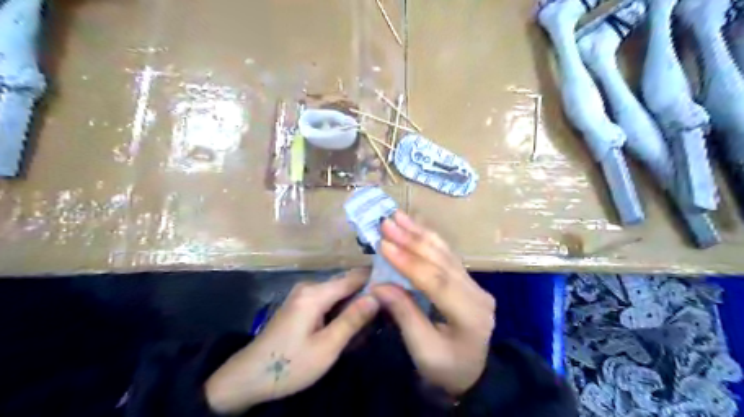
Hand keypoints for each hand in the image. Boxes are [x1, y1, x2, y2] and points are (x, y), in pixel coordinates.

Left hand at [203, 271, 377, 412]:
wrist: (248, 377)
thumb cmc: (289, 365)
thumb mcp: (326, 348)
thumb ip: (352, 320)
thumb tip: (378, 296)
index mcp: (315, 293)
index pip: (354, 276)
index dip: (376, 280)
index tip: (396, 290)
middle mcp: (310, 287)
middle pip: (347, 283)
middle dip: (367, 295)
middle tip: (386, 312)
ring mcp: (304, 294)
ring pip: (339, 292)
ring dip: (355, 305)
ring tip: (372, 322)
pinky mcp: (301, 304)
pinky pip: (329, 300)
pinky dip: (342, 310)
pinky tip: (350, 326)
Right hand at [376, 214, 494, 394]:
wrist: (472, 374)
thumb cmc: (446, 369)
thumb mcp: (423, 351)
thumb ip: (404, 315)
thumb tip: (378, 285)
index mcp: (470, 315)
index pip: (436, 282)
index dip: (408, 262)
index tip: (383, 245)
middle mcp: (477, 293)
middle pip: (442, 261)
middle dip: (412, 240)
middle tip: (387, 222)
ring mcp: (474, 284)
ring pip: (445, 253)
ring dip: (420, 233)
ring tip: (398, 216)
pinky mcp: (468, 280)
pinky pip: (447, 255)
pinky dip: (429, 239)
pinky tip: (415, 226)